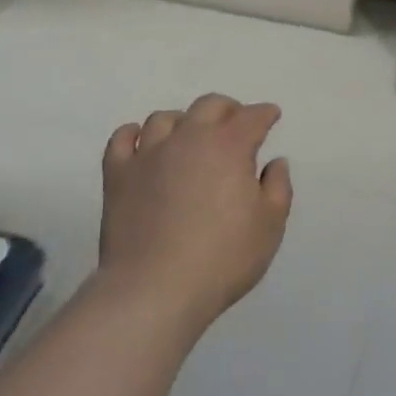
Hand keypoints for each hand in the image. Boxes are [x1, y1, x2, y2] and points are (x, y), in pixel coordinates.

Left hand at [97, 94, 293, 330]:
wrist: (155, 289)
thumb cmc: (223, 258)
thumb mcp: (270, 226)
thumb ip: (277, 187)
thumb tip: (274, 162)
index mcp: (229, 147)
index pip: (252, 117)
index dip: (265, 114)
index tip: (271, 115)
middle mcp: (188, 139)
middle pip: (208, 106)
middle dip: (228, 109)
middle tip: (236, 123)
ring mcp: (148, 154)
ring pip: (164, 118)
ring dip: (183, 121)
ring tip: (190, 136)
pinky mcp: (117, 175)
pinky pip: (122, 139)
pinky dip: (134, 133)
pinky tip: (142, 141)